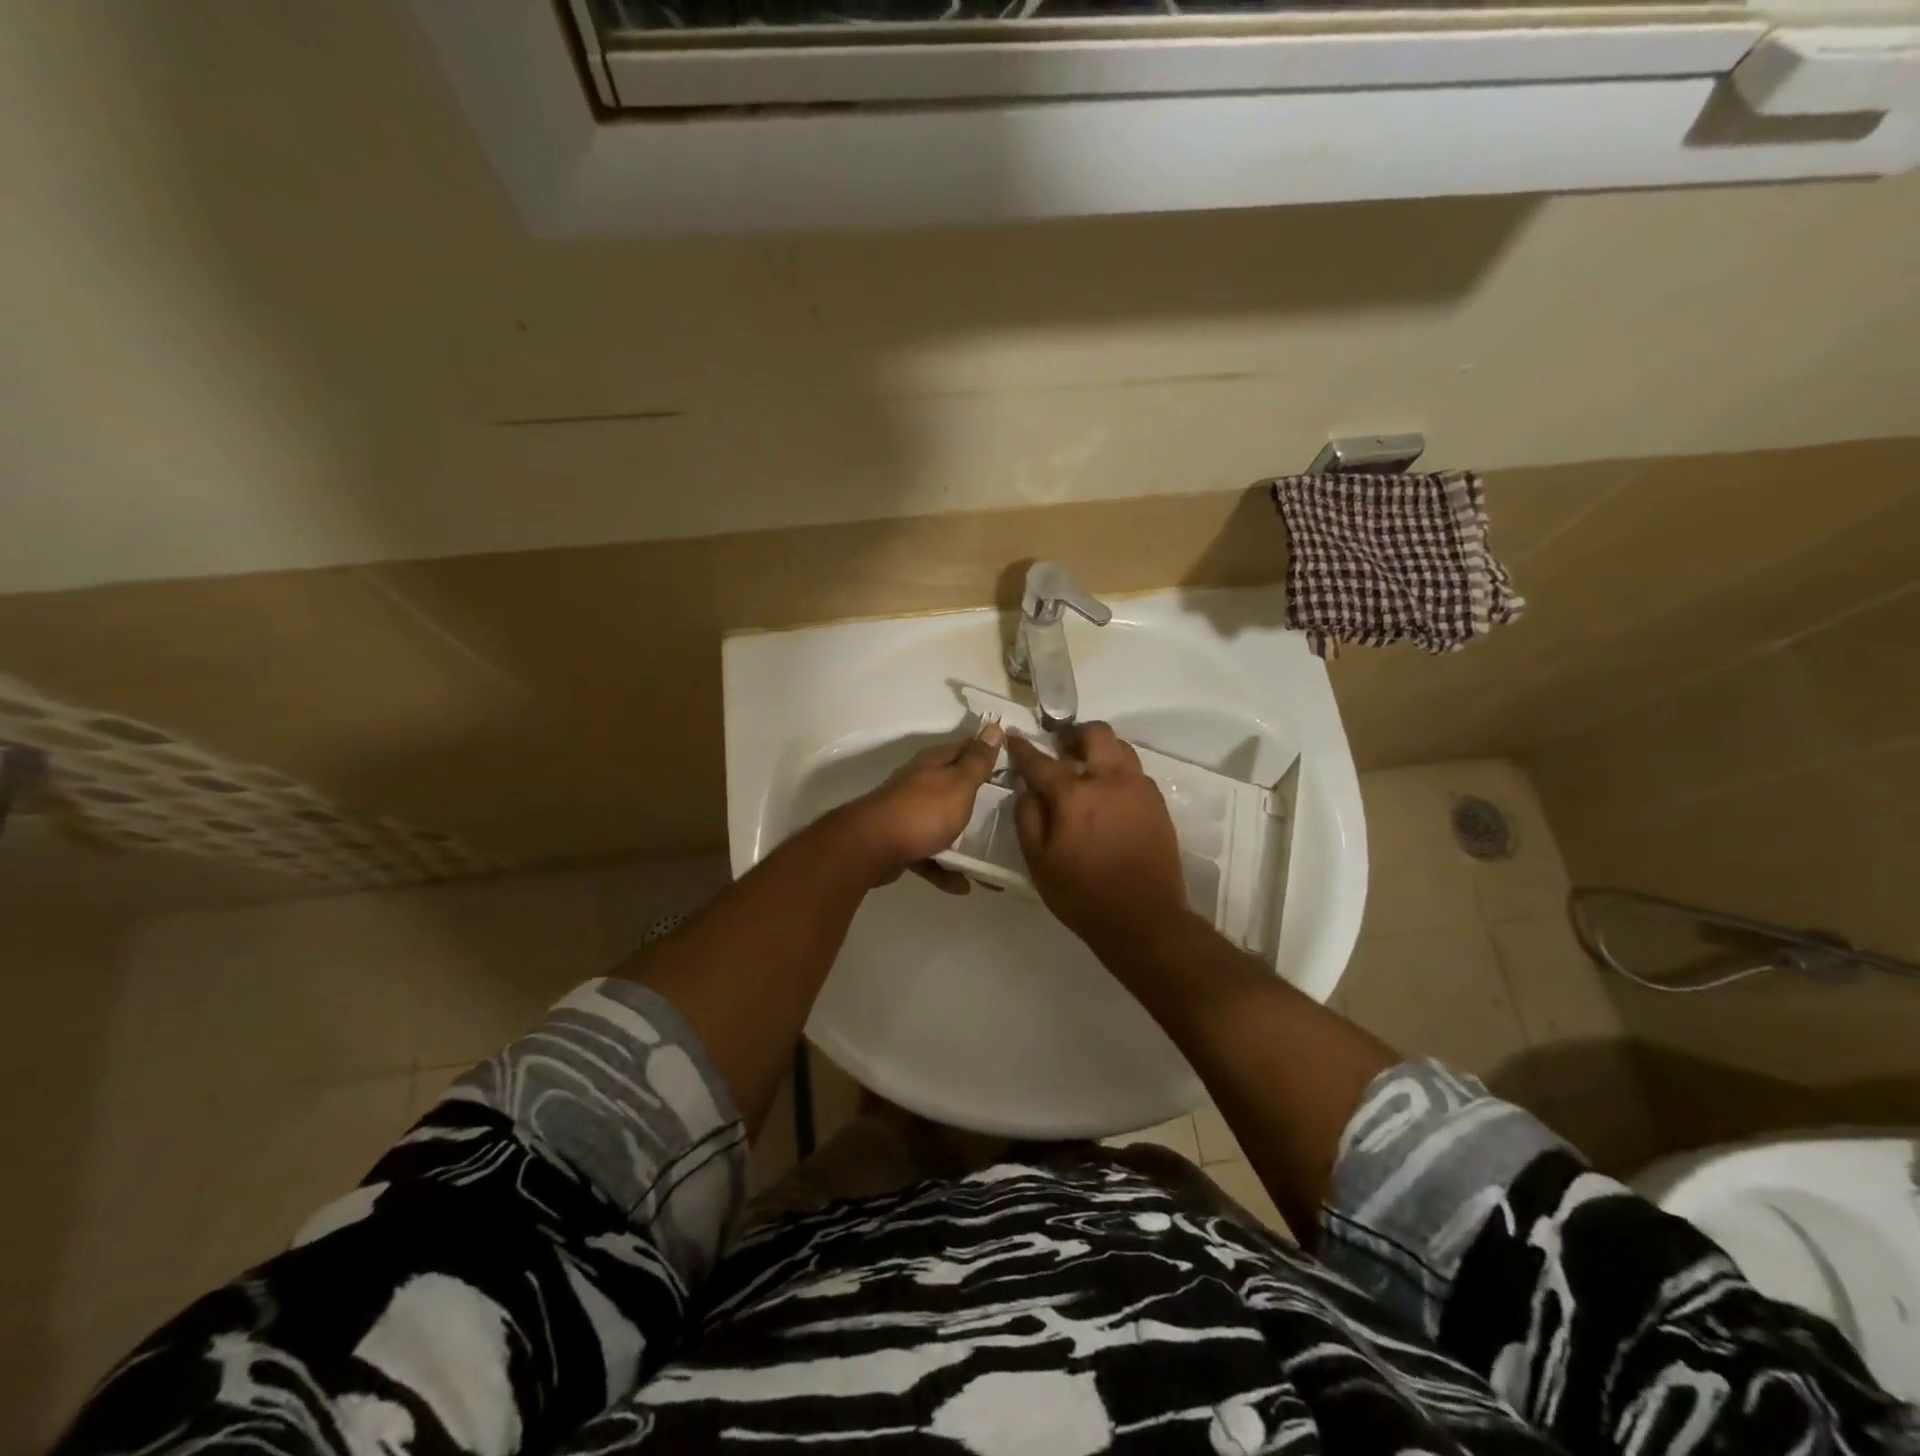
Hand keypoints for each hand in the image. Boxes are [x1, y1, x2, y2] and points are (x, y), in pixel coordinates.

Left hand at [827, 726, 1003, 893]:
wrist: (870, 848)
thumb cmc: (922, 812)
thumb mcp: (958, 784)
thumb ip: (976, 761)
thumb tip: (993, 727)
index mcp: (934, 764)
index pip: (966, 748)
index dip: (989, 752)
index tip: (1016, 763)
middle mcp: (919, 783)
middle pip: (954, 786)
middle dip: (978, 798)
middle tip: (1008, 812)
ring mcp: (908, 813)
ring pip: (942, 822)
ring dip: (962, 840)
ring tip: (988, 857)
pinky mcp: (900, 842)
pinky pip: (929, 854)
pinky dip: (945, 868)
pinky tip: (961, 885)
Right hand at [1007, 723, 1190, 950]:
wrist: (1143, 918)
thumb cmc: (1081, 894)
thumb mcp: (1038, 861)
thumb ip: (1027, 817)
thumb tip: (1025, 787)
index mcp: (1072, 795)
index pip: (1040, 760)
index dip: (1022, 747)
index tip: (1013, 738)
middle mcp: (1108, 779)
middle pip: (1094, 733)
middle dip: (1073, 734)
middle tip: (1061, 750)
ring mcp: (1138, 788)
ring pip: (1120, 746)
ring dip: (1100, 749)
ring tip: (1088, 769)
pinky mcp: (1157, 802)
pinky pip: (1135, 771)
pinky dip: (1118, 770)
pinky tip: (1110, 794)